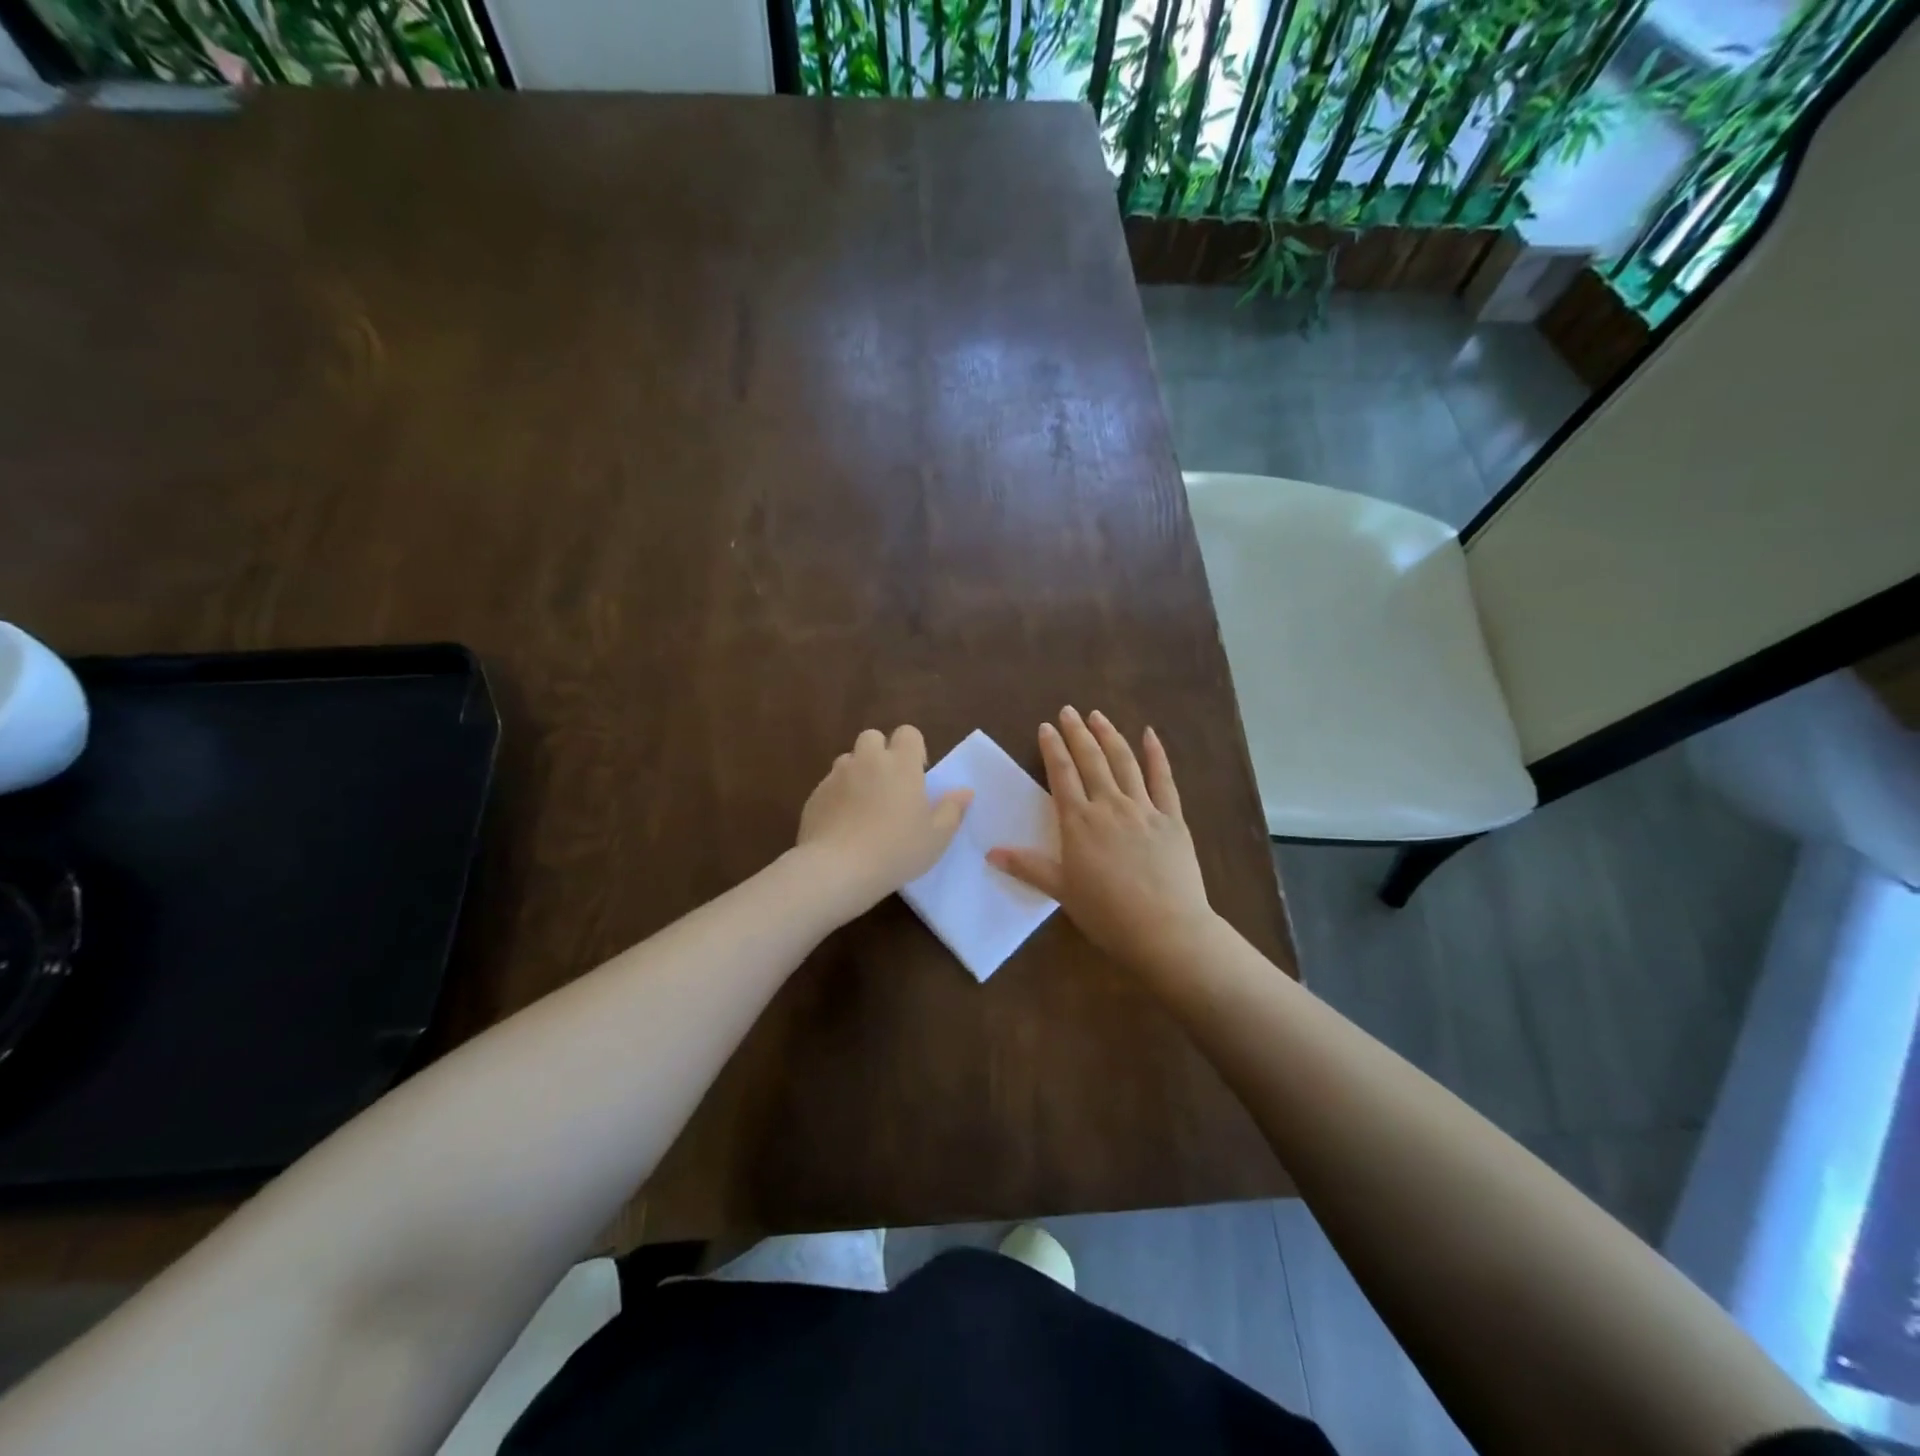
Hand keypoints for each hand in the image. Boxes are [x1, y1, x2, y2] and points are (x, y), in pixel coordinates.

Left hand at [797, 725, 971, 918]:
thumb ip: (952, 810)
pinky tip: (843, 825)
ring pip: (848, 761)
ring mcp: (837, 776)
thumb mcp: (937, 837)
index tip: (917, 774)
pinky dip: (838, 796)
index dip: (913, 748)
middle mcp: (867, 760)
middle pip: (872, 738)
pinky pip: (830, 786)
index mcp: (901, 764)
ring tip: (864, 806)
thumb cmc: (897, 850)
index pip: (907, 733)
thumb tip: (964, 792)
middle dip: (880, 753)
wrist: (838, 869)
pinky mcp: (815, 795)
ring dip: (858, 774)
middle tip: (889, 786)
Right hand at [988, 708, 1214, 975]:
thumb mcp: (1062, 891)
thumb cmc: (1107, 914)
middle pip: (1091, 760)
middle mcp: (1109, 806)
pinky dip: (1156, 755)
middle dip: (1078, 733)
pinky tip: (1150, 735)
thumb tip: (990, 852)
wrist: (1165, 929)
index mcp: (1079, 822)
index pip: (1062, 775)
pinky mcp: (1172, 818)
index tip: (1046, 727)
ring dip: (1110, 735)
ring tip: (1098, 715)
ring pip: (1124, 762)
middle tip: (1069, 711)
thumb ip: (1028, 867)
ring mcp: (1144, 809)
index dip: (1053, 749)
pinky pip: (1163, 779)